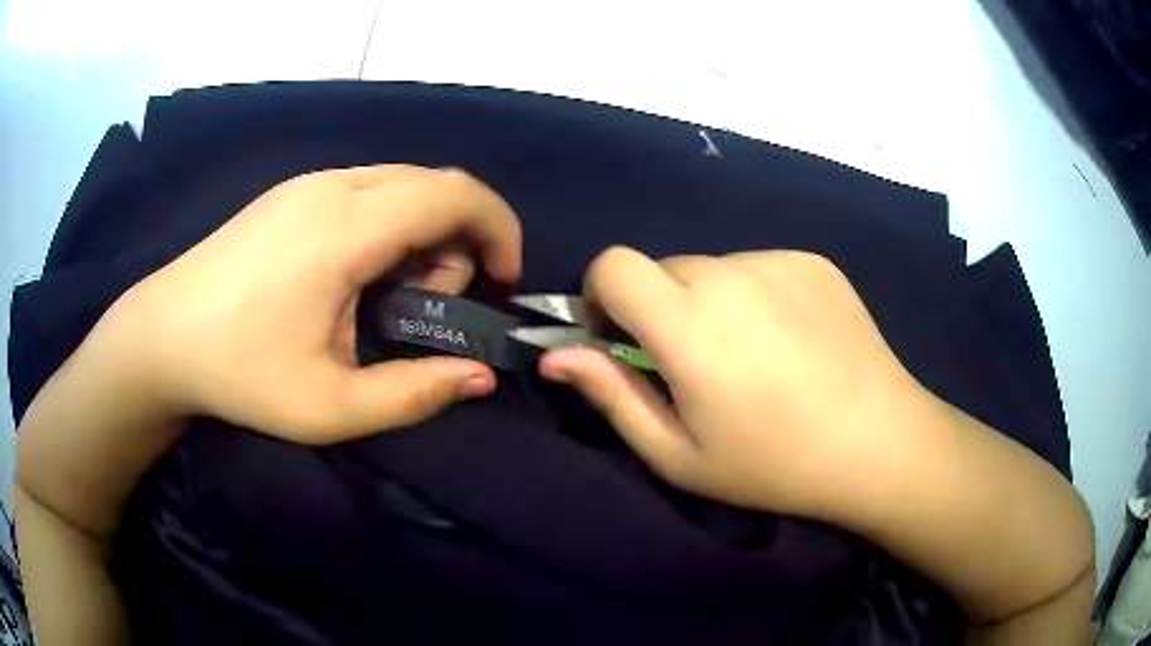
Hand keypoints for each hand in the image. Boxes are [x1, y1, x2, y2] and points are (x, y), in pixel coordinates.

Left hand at [94, 165, 521, 443]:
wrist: (161, 336)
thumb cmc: (238, 372)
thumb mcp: (329, 406)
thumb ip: (412, 394)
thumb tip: (479, 376)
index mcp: (346, 228)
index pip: (454, 193)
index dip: (497, 227)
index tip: (502, 279)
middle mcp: (333, 186)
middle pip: (433, 184)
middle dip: (461, 237)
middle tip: (436, 302)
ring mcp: (308, 183)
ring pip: (401, 183)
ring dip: (424, 231)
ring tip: (393, 294)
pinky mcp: (292, 192)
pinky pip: (368, 189)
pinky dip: (391, 224)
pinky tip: (358, 274)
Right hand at [540, 246, 931, 517]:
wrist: (878, 443)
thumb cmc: (773, 464)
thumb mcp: (679, 454)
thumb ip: (612, 396)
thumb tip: (555, 356)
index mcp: (690, 325)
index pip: (613, 264)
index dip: (601, 294)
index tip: (620, 337)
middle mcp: (731, 274)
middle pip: (663, 268)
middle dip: (659, 308)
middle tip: (698, 364)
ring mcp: (778, 260)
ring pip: (713, 267)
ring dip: (710, 302)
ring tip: (754, 356)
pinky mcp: (813, 260)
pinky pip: (759, 266)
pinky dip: (756, 295)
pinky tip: (791, 339)